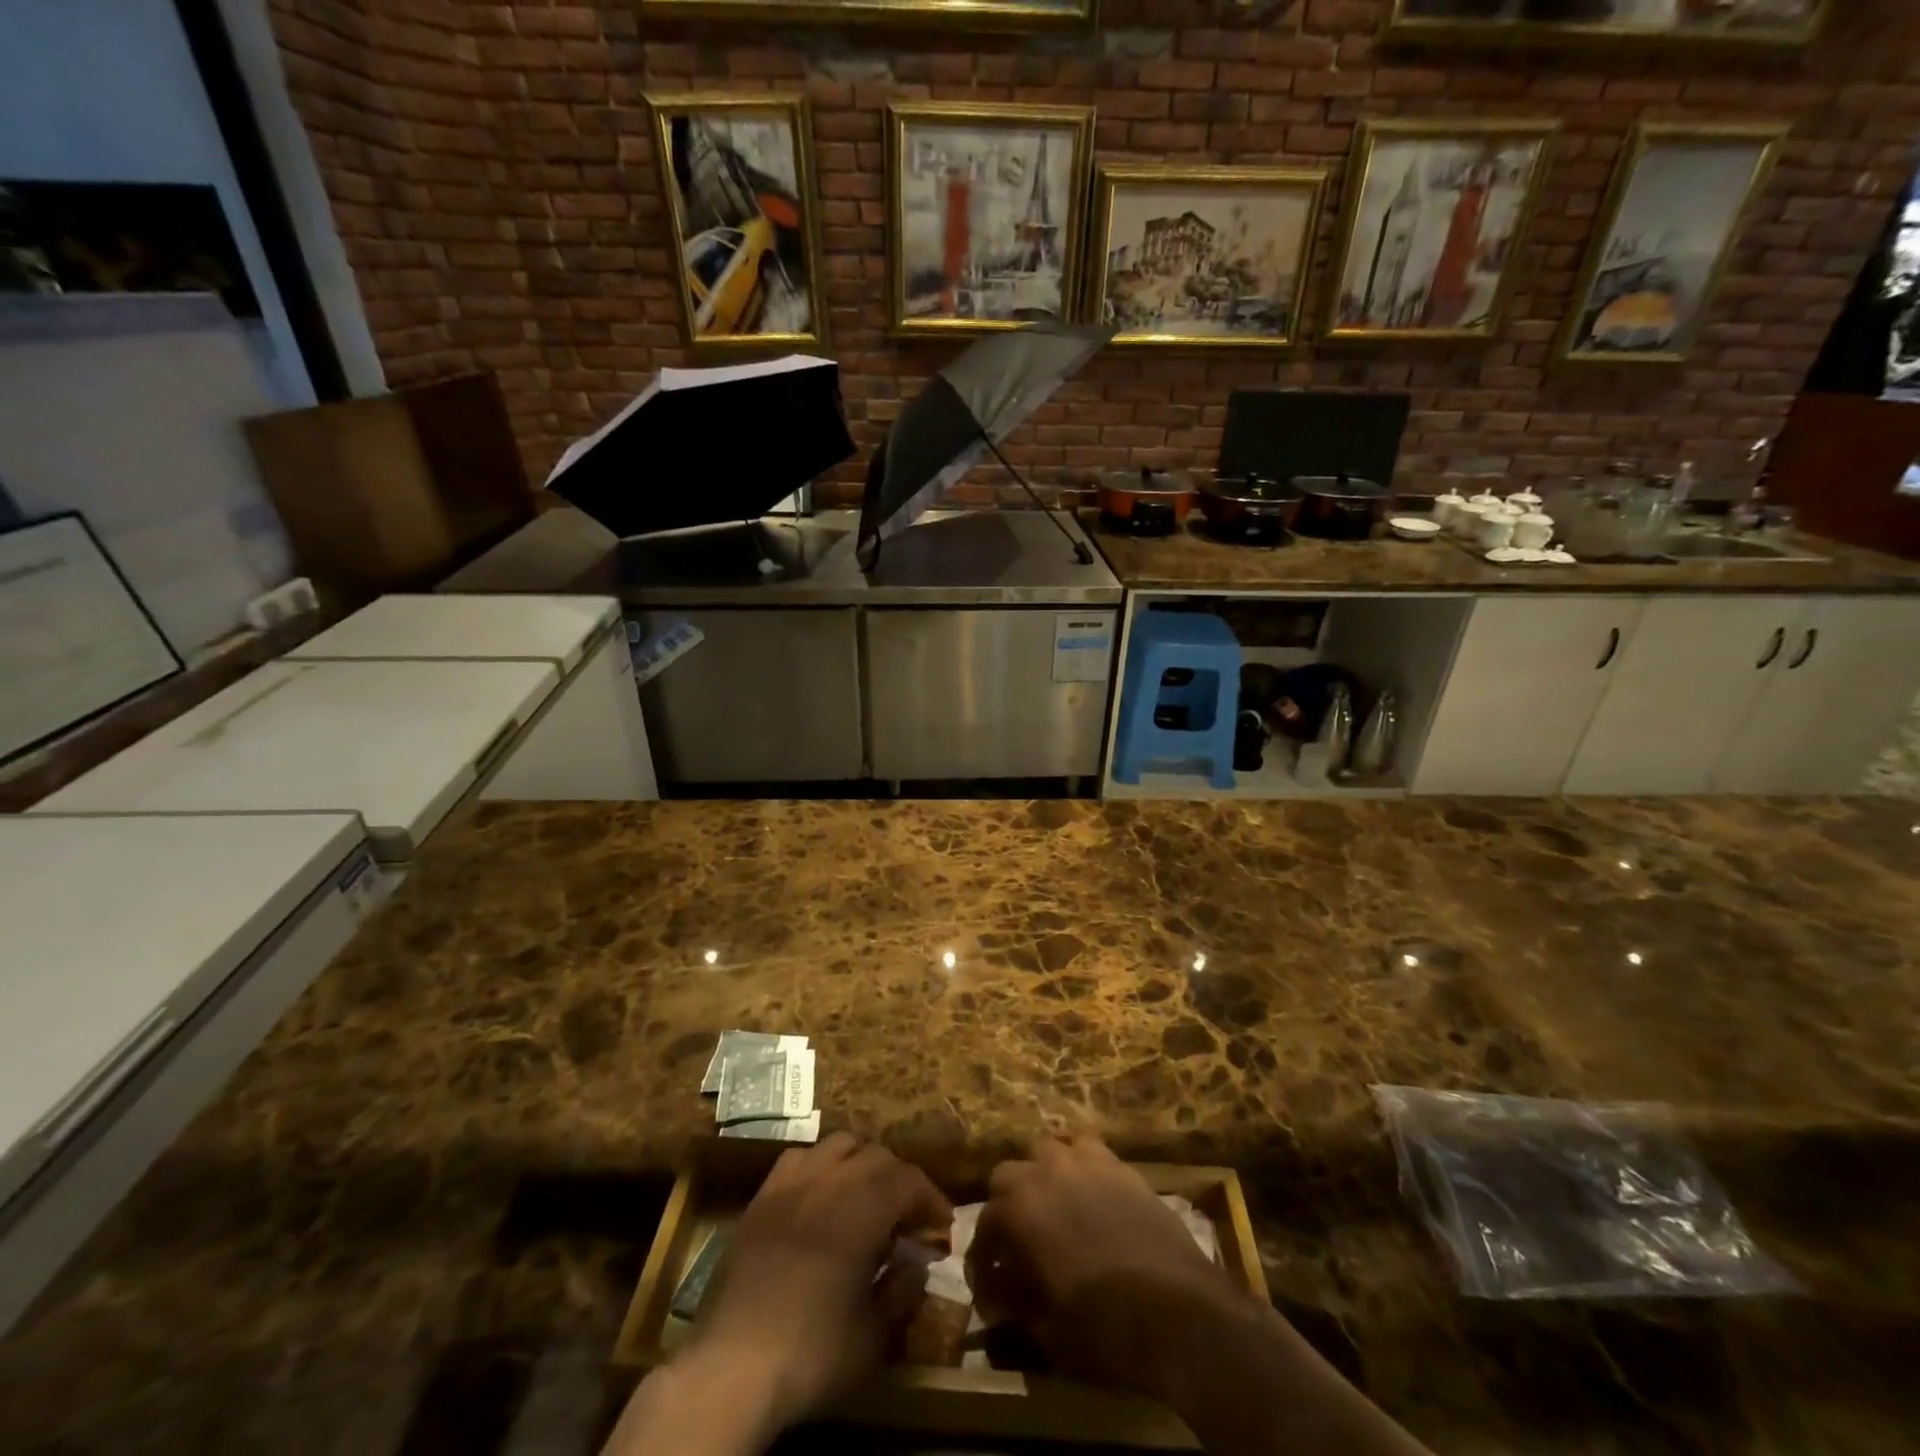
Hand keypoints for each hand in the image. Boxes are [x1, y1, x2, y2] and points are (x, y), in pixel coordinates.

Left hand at [690, 1133, 952, 1434]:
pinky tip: (819, 1195)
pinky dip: (819, 1166)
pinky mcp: (761, 1196)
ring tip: (866, 1197)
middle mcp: (830, 1180)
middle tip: (908, 1216)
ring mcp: (791, 1183)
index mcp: (863, 1207)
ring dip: (861, 1164)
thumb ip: (903, 1291)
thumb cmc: (811, 1352)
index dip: (931, 1199)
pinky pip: (799, 1158)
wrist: (731, 1366)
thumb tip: (916, 1264)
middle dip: (900, 1180)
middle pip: (877, 1156)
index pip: (909, 1181)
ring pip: (838, 1146)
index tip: (942, 1226)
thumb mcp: (873, 1336)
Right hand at [969, 1133, 1245, 1402]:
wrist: (1179, 1312)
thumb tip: (1001, 1295)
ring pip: (1050, 1150)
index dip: (983, 1260)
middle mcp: (1045, 1171)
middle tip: (1019, 1240)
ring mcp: (1085, 1161)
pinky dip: (1082, 1168)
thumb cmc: (1104, 1328)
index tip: (990, 1289)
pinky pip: (1089, 1151)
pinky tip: (1091, 1195)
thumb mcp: (1047, 1331)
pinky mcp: (1121, 1165)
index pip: (984, 1226)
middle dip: (1008, 1204)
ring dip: (1044, 1175)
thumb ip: (1016, 1303)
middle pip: (1009, 1174)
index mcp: (1018, 1209)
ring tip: (1055, 1206)